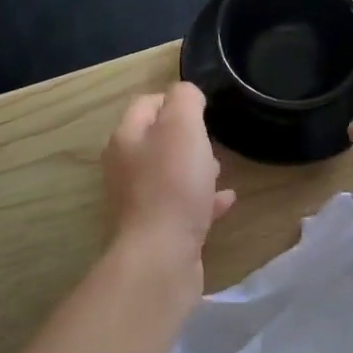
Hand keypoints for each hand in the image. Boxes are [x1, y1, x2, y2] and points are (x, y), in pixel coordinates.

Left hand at [102, 83, 235, 265]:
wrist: (160, 258)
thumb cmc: (172, 185)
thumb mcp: (182, 127)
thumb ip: (185, 100)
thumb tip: (187, 94)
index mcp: (126, 138)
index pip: (146, 104)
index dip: (174, 99)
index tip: (204, 106)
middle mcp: (126, 168)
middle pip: (156, 140)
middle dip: (186, 136)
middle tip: (212, 138)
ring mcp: (140, 202)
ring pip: (169, 174)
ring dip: (194, 168)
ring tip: (220, 169)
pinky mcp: (158, 231)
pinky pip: (183, 207)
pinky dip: (203, 200)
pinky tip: (227, 200)